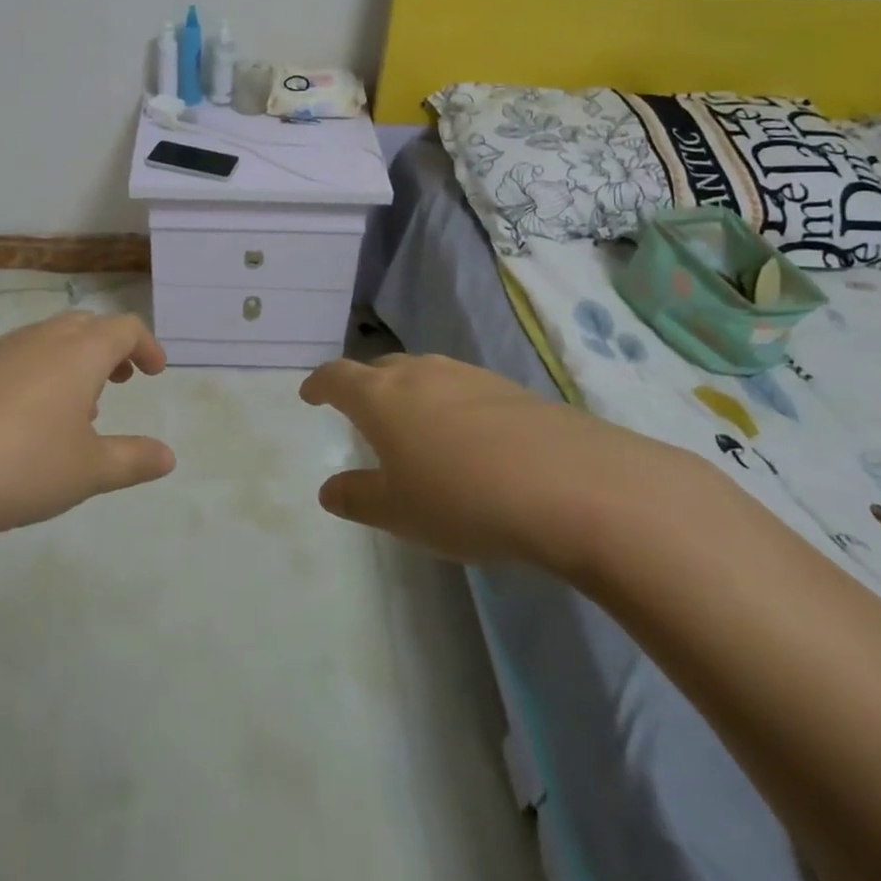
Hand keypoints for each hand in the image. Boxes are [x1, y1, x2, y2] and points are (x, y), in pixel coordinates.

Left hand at [0, 311, 175, 558]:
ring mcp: (0, 352)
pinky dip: (40, 373)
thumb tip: (168, 456)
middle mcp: (41, 339)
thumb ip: (133, 459)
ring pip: (49, 339)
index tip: (155, 373)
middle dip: (110, 348)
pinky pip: (19, 357)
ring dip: (74, 361)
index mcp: (79, 352)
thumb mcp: (88, 471)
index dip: (146, 345)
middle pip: (86, 324)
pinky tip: (29, 421)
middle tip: (121, 381)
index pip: (124, 328)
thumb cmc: (20, 465)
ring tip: (78, 408)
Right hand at [302, 353, 686, 574]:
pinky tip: (468, 438)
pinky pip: (461, 387)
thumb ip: (358, 497)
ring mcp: (467, 375)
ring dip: (409, 392)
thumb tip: (328, 489)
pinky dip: (449, 404)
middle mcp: (419, 373)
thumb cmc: (462, 499)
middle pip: (380, 368)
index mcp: (380, 397)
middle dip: (364, 386)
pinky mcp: (508, 388)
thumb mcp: (399, 512)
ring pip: (424, 373)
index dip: (319, 384)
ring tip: (414, 424)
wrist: (570, 485)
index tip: (310, 395)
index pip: (336, 376)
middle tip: (362, 412)